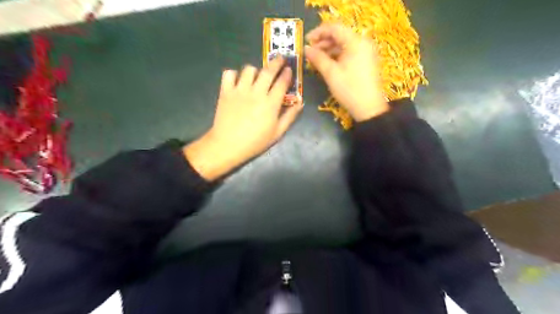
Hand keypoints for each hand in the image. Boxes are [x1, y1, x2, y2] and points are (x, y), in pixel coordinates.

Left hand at [185, 57, 304, 181]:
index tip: (289, 69)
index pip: (282, 82)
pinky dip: (234, 74)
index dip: (287, 74)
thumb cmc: (255, 142)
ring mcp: (239, 90)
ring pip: (249, 69)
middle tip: (280, 59)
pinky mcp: (225, 91)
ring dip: (256, 70)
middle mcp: (256, 92)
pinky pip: (229, 73)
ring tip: (257, 76)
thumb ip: (290, 116)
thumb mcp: (277, 133)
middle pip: (268, 71)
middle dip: (276, 62)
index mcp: (271, 103)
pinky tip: (238, 81)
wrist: (228, 145)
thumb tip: (300, 102)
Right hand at [304, 22, 387, 121]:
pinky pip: (348, 53)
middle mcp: (362, 43)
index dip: (318, 32)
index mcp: (355, 42)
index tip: (306, 41)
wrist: (368, 108)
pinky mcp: (365, 61)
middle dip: (323, 42)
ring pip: (343, 45)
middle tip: (310, 52)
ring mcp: (365, 52)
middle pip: (339, 35)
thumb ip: (317, 58)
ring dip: (329, 50)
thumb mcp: (331, 73)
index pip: (334, 28)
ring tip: (316, 59)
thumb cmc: (349, 90)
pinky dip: (337, 56)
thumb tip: (306, 49)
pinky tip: (327, 63)